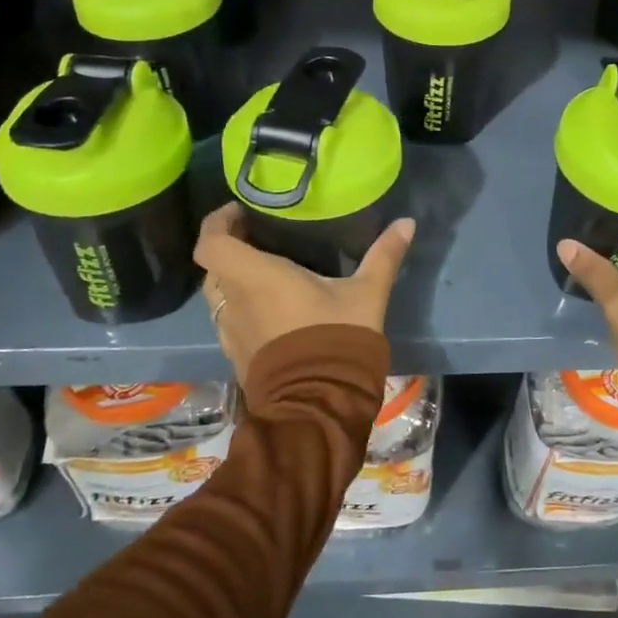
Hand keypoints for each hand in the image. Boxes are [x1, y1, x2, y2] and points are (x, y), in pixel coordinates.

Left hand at [195, 203, 415, 378]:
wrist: (318, 404)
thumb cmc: (337, 338)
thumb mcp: (367, 293)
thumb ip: (384, 254)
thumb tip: (407, 222)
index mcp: (255, 276)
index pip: (211, 241)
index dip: (218, 222)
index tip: (241, 213)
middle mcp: (234, 300)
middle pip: (214, 266)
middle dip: (230, 248)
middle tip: (259, 237)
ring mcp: (231, 331)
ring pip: (219, 295)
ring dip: (234, 279)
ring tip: (266, 272)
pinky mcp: (237, 355)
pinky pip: (229, 321)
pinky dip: (241, 307)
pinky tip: (271, 309)